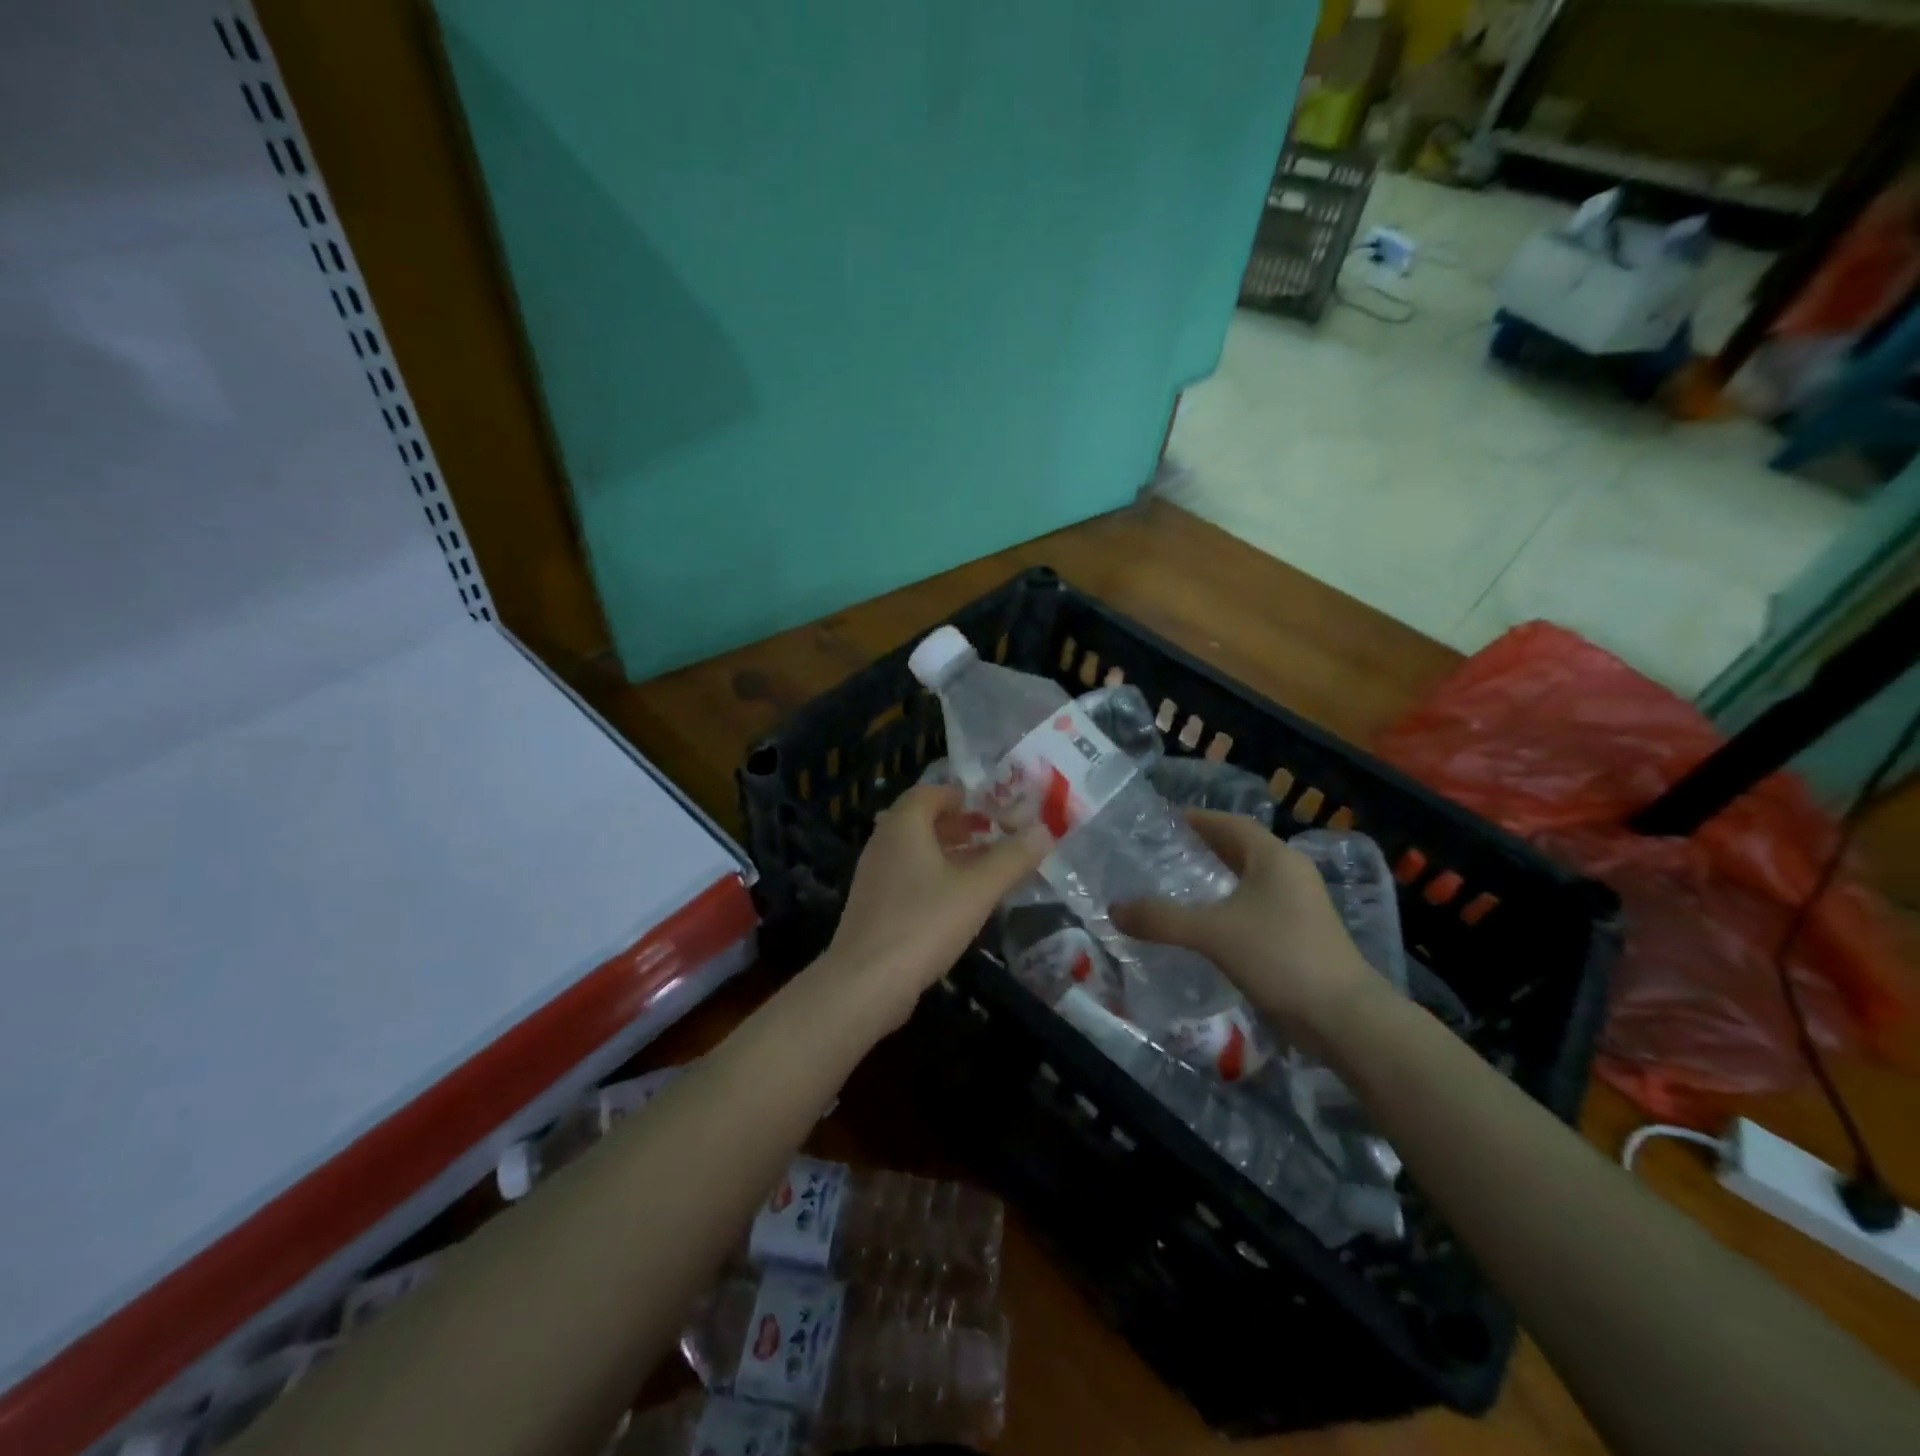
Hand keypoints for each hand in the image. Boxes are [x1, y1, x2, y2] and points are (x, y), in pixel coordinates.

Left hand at [823, 784, 1049, 1025]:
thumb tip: (1045, 830)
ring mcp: (874, 876)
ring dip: (948, 852)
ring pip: (915, 850)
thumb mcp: (977, 890)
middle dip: (959, 824)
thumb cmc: (923, 924)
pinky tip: (958, 901)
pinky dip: (934, 876)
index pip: (930, 792)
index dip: (962, 795)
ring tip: (984, 866)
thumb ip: (1012, 859)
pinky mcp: (873, 906)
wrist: (864, 983)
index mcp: (903, 826)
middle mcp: (883, 843)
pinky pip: (907, 876)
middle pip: (922, 820)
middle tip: (993, 834)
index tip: (992, 808)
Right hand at [1113, 810, 1377, 1037]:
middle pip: (1240, 849)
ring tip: (1175, 887)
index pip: (1230, 823)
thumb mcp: (1212, 934)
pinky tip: (1204, 926)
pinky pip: (1256, 907)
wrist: (1344, 1018)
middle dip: (1202, 848)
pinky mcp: (1301, 935)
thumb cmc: (1280, 957)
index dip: (1196, 819)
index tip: (1161, 822)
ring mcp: (1300, 905)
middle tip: (1160, 853)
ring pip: (1248, 880)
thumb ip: (1161, 919)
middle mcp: (1290, 873)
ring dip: (1215, 880)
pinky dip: (1228, 907)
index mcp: (1274, 858)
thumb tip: (1114, 909)